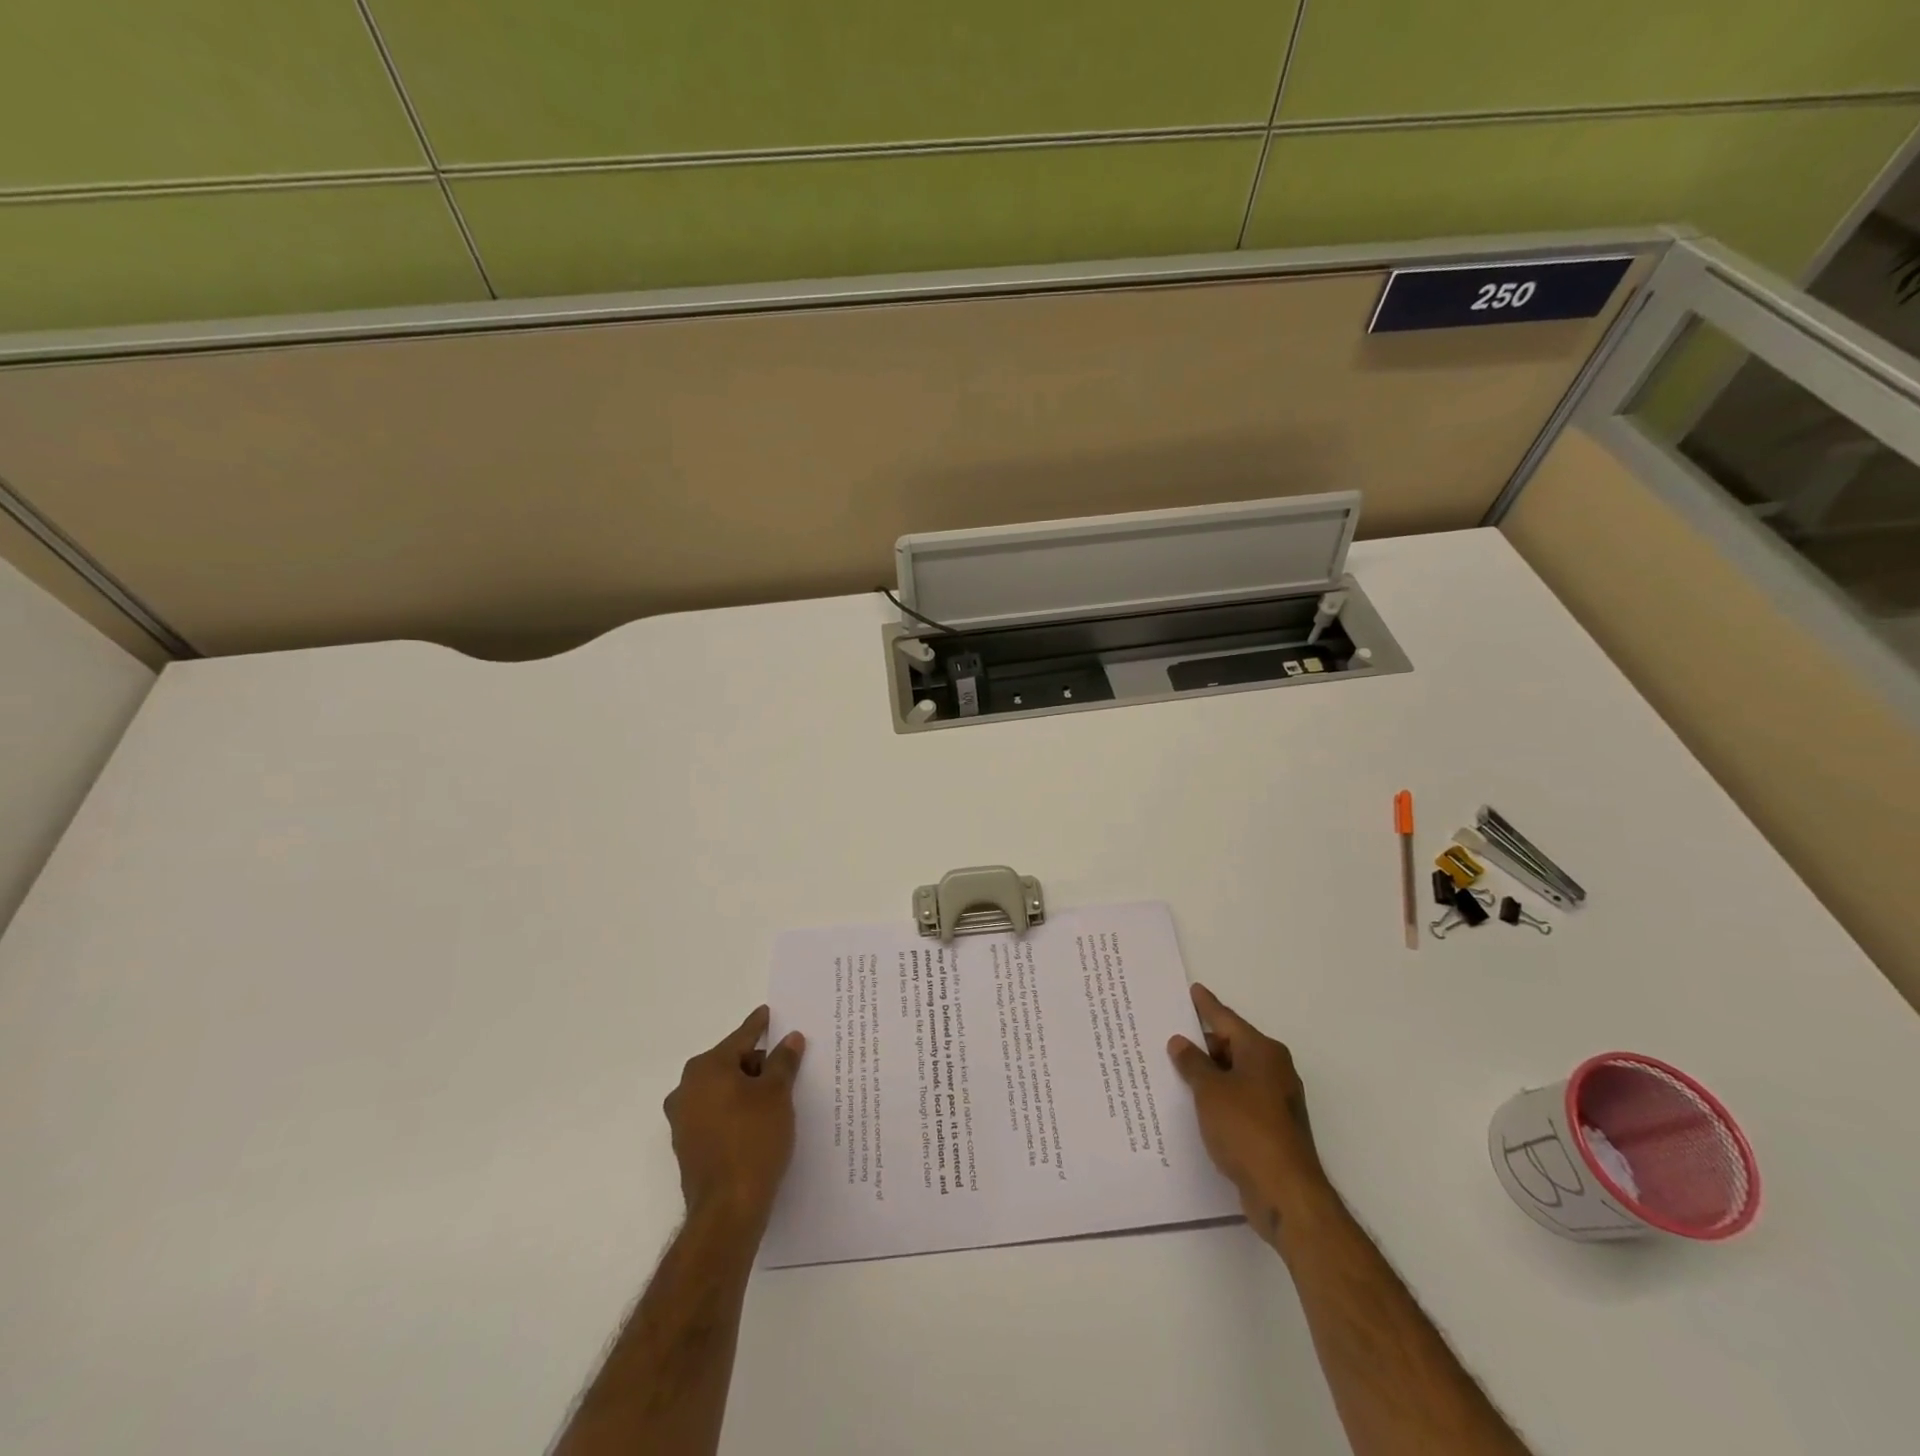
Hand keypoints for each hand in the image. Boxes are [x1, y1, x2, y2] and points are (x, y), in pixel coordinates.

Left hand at [663, 1005, 805, 1232]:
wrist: (728, 1210)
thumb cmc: (754, 1139)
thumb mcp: (777, 1094)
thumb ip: (783, 1061)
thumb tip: (790, 1039)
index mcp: (706, 1069)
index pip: (740, 1038)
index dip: (759, 1026)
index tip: (768, 1013)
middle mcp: (687, 1089)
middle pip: (729, 1063)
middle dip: (756, 1063)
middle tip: (785, 1065)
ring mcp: (683, 1120)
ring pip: (722, 1091)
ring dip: (746, 1089)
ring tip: (777, 1095)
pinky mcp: (688, 1146)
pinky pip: (717, 1115)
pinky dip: (736, 1111)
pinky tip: (760, 1121)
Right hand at [1168, 983, 1326, 1241]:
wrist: (1285, 1192)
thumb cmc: (1246, 1129)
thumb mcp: (1209, 1091)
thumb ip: (1192, 1063)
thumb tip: (1180, 1042)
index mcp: (1262, 1051)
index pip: (1227, 1020)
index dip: (1207, 1006)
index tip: (1193, 990)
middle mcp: (1274, 1069)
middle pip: (1233, 1047)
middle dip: (1204, 1044)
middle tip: (1172, 1039)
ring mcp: (1276, 1100)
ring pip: (1236, 1075)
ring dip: (1210, 1074)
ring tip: (1177, 1071)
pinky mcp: (1273, 1128)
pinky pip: (1239, 1100)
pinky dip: (1220, 1098)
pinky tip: (1197, 1106)